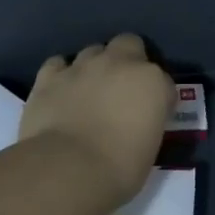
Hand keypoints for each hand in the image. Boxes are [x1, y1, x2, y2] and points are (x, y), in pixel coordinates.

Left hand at [20, 34, 172, 206]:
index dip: (159, 97)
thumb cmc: (119, 169)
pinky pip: (57, 64)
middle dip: (129, 60)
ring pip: (93, 51)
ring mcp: (83, 66)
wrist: (67, 171)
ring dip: (95, 67)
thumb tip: (137, 122)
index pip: (164, 81)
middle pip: (130, 44)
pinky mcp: (50, 77)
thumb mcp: (150, 147)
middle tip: (123, 89)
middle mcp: (120, 63)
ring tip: (90, 91)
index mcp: (152, 82)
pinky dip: (61, 75)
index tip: (153, 115)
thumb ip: (147, 122)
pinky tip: (61, 91)